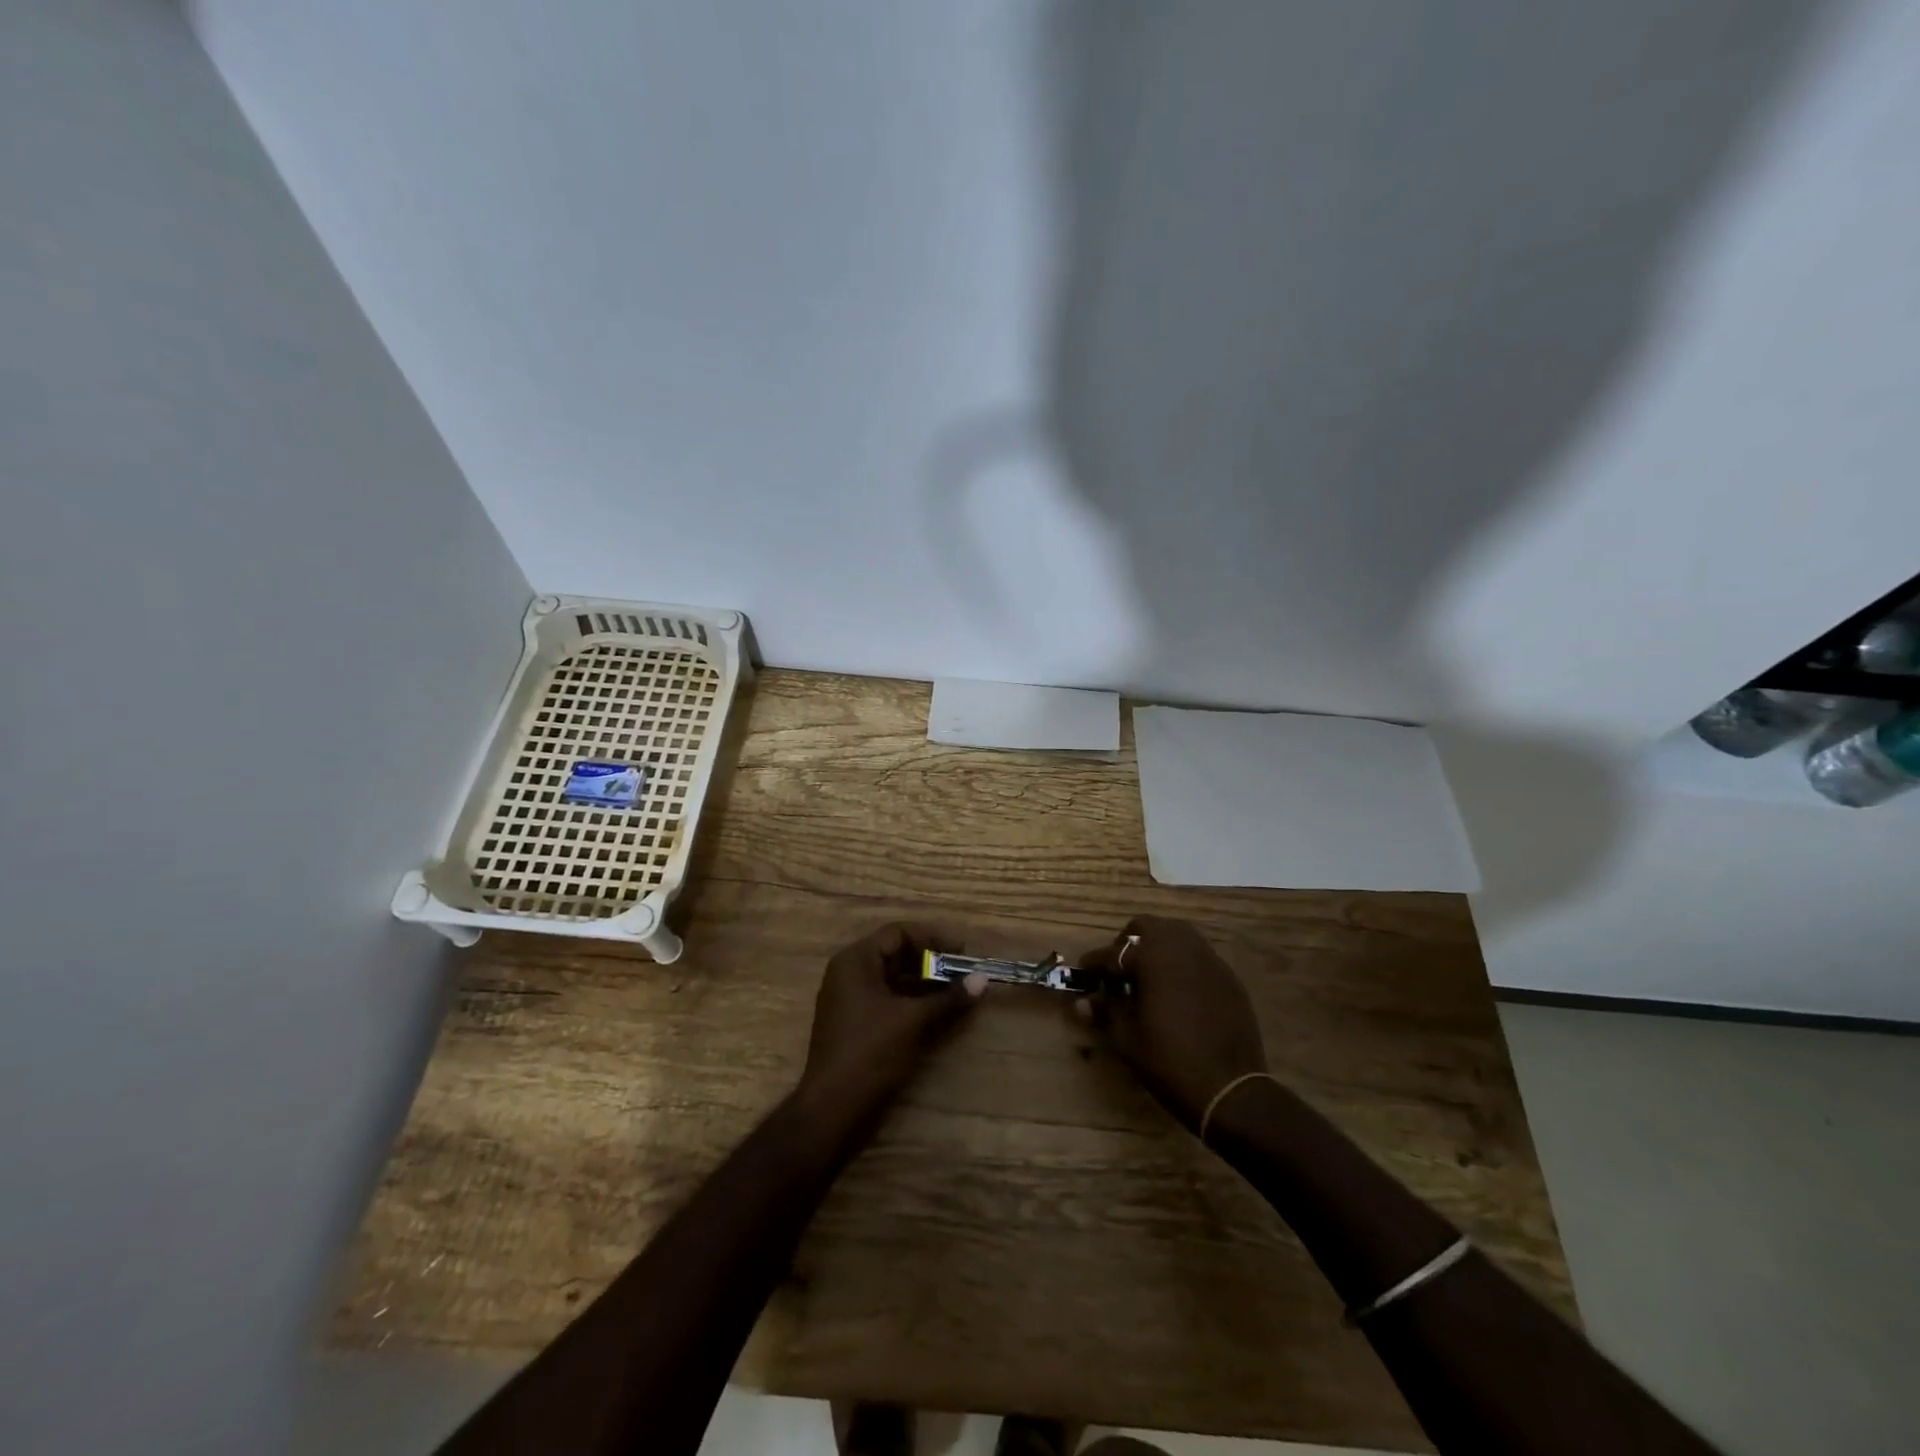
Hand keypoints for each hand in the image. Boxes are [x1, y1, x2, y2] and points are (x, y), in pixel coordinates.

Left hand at [798, 924, 985, 1113]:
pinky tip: (936, 1009)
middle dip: (931, 960)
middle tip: (963, 970)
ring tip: (956, 990)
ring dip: (924, 981)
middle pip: (895, 953)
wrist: (832, 1108)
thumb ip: (948, 997)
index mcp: (855, 960)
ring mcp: (849, 997)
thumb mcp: (913, 1021)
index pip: (898, 933)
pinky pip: (886, 997)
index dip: (932, 938)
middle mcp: (848, 972)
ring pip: (892, 977)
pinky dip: (911, 998)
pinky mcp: (854, 1021)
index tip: (962, 951)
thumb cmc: (871, 1053)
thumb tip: (983, 979)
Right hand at [1077, 916, 1267, 1132]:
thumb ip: (1106, 1011)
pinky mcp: (1228, 978)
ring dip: (1158, 947)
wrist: (1230, 1090)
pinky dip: (1182, 964)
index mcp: (1153, 959)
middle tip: (1119, 970)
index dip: (1095, 963)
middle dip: (1128, 943)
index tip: (1084, 971)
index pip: (1114, 953)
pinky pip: (1199, 957)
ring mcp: (1210, 961)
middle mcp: (1182, 949)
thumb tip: (1082, 1001)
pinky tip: (1177, 991)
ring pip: (1177, 935)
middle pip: (1148, 927)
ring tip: (1148, 977)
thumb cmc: (1170, 1062)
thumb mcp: (1127, 1040)